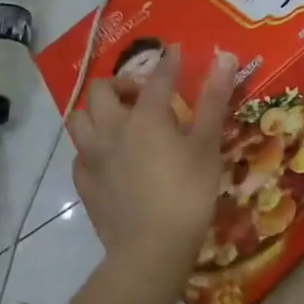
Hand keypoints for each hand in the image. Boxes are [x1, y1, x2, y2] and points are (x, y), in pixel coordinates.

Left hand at [72, 46, 236, 284]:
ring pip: (79, 119)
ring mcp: (93, 157)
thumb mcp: (207, 145)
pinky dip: (91, 147)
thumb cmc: (187, 194)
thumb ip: (213, 100)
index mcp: (145, 115)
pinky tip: (107, 157)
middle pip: (101, 90)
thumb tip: (225, 57)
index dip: (169, 61)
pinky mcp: (85, 185)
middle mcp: (113, 128)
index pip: (157, 77)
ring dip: (96, 112)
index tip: (176, 51)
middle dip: (121, 83)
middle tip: (142, 95)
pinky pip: (79, 155)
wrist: (150, 252)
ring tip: (119, 120)